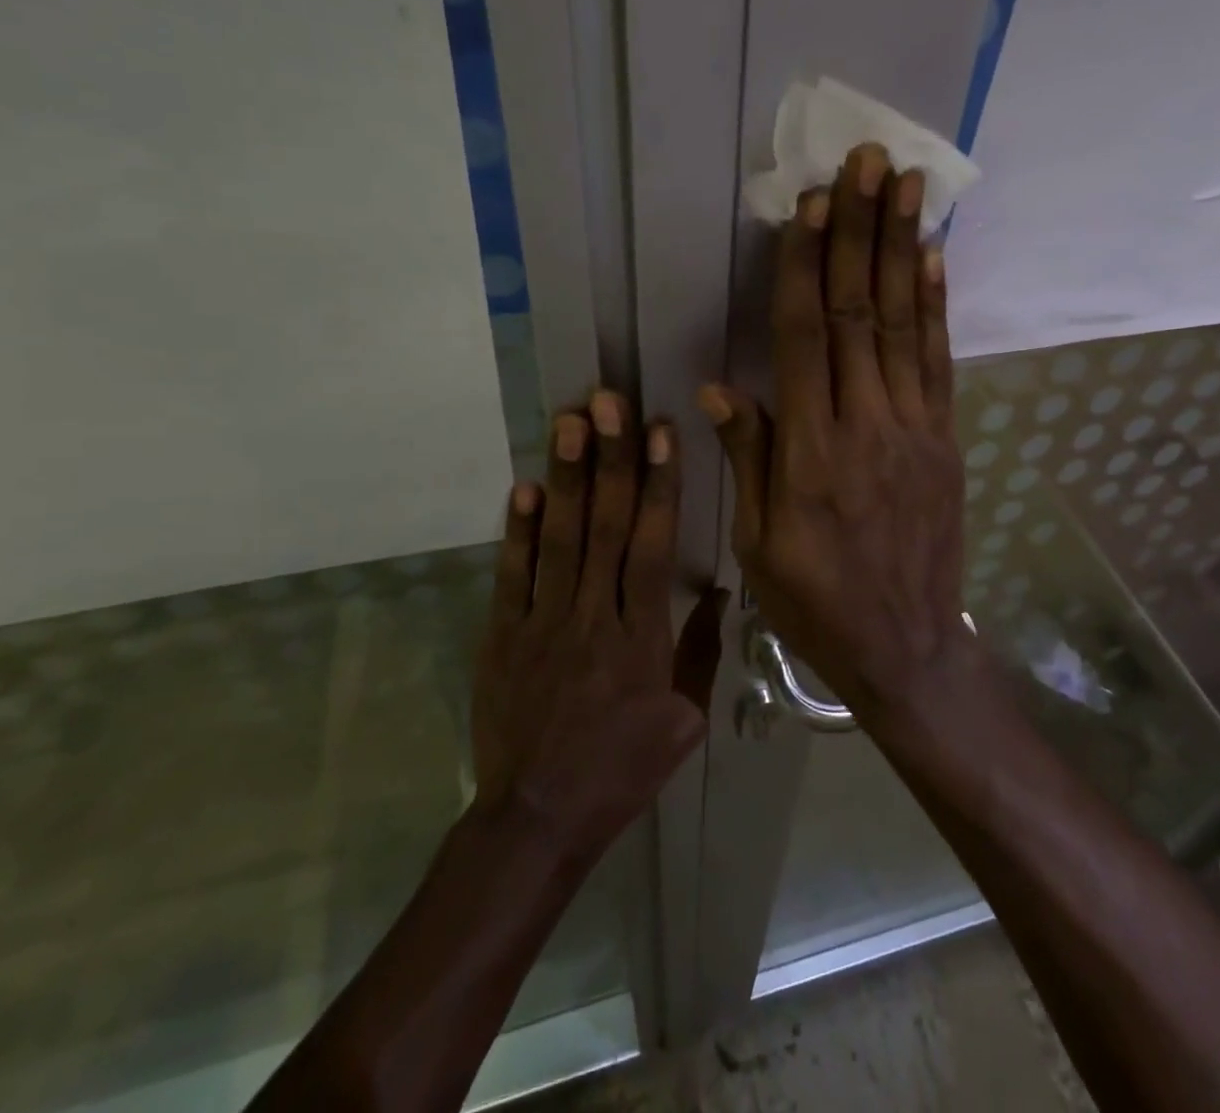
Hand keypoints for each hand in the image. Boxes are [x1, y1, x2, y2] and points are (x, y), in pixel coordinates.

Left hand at [471, 393, 723, 860]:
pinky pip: (511, 575)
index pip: (651, 544)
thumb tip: (715, 592)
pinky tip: (523, 486)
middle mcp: (593, 616)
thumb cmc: (622, 769)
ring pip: (557, 538)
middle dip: (609, 459)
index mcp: (642, 637)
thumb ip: (700, 651)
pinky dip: (516, 530)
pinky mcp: (503, 635)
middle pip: (603, 526)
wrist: (539, 817)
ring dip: (564, 477)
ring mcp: (542, 622)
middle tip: (608, 402)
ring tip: (569, 422)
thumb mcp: (684, 721)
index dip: (657, 484)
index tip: (660, 432)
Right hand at [699, 143, 972, 717]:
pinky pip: (939, 363)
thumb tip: (720, 387)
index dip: (807, 266)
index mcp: (810, 452)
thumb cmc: (817, 602)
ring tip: (907, 185)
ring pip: (905, 325)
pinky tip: (934, 257)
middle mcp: (865, 426)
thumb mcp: (759, 545)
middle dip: (860, 231)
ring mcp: (914, 429)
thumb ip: (748, 459)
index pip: (805, 339)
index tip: (812, 204)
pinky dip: (936, 305)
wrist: (907, 648)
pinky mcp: (944, 440)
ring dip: (903, 248)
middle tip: (867, 161)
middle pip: (860, 313)